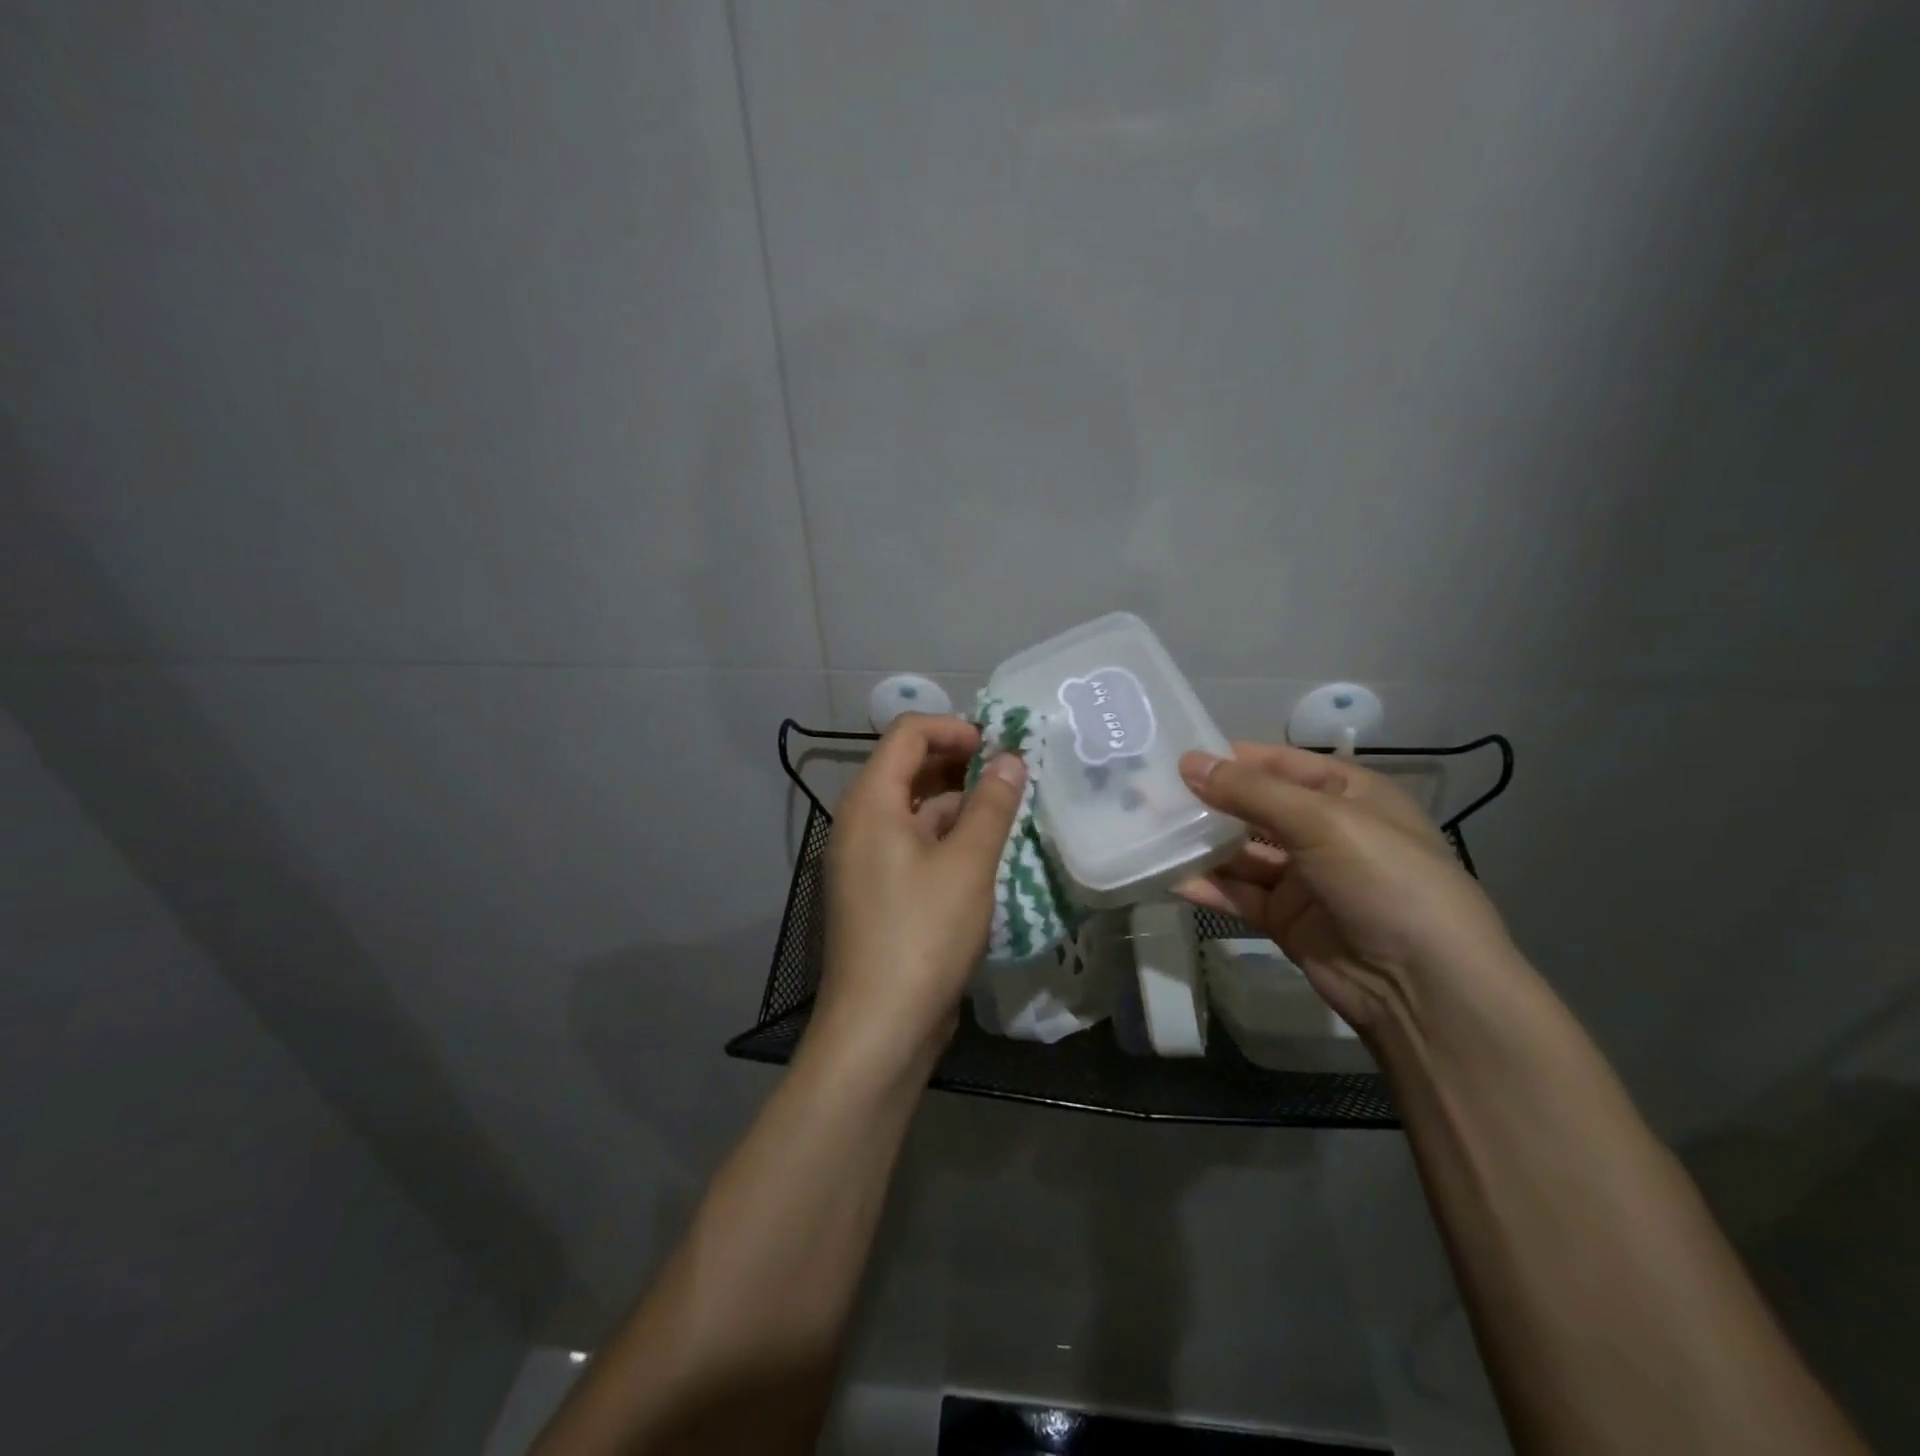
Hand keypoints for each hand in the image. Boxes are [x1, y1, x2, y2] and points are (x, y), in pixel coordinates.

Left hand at [811, 713, 1025, 1076]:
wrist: (879, 1027)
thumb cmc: (923, 934)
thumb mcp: (968, 864)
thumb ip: (991, 805)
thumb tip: (1010, 758)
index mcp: (871, 802)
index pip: (907, 734)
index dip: (954, 728)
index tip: (998, 745)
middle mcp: (860, 823)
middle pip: (909, 769)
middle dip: (960, 764)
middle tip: (1011, 775)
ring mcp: (867, 860)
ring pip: (916, 811)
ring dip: (960, 805)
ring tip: (1009, 812)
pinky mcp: (880, 892)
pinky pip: (914, 846)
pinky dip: (948, 840)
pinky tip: (987, 854)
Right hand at [1175, 741, 1518, 1033]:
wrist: (1423, 986)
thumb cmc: (1384, 879)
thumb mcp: (1321, 821)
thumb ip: (1250, 792)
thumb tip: (1188, 763)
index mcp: (1347, 794)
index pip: (1279, 763)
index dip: (1231, 758)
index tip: (1175, 757)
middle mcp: (1324, 831)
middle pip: (1254, 808)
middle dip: (1206, 802)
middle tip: (1147, 795)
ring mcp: (1304, 878)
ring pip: (1240, 853)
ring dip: (1200, 844)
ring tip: (1147, 831)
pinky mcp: (1285, 920)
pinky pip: (1238, 894)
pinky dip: (1206, 887)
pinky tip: (1167, 877)